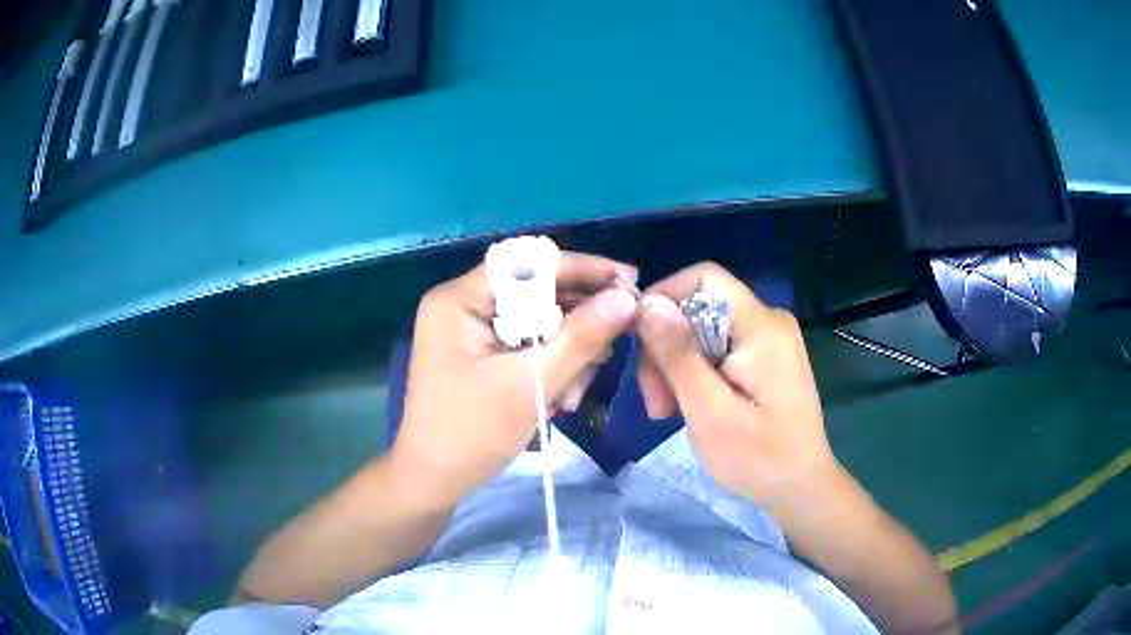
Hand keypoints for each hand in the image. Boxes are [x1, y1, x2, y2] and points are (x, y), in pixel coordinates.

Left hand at [391, 252, 638, 505]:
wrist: (434, 481)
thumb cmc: (472, 434)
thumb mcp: (530, 385)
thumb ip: (580, 338)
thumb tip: (625, 299)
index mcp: (460, 299)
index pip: (529, 263)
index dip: (583, 269)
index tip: (629, 281)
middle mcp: (463, 304)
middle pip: (536, 291)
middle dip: (577, 320)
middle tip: (617, 341)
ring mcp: (470, 330)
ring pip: (537, 320)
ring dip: (566, 351)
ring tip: (577, 389)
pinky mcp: (480, 353)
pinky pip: (526, 343)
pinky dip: (550, 365)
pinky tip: (562, 396)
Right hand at [635, 263, 839, 507]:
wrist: (801, 487)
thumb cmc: (759, 458)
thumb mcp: (710, 412)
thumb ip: (679, 355)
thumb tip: (647, 303)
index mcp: (760, 326)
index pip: (704, 278)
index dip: (664, 298)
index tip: (637, 343)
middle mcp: (768, 321)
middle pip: (699, 307)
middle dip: (667, 348)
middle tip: (654, 401)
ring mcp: (769, 340)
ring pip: (704, 330)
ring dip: (678, 366)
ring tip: (666, 412)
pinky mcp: (766, 358)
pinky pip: (719, 348)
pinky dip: (697, 373)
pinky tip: (690, 406)